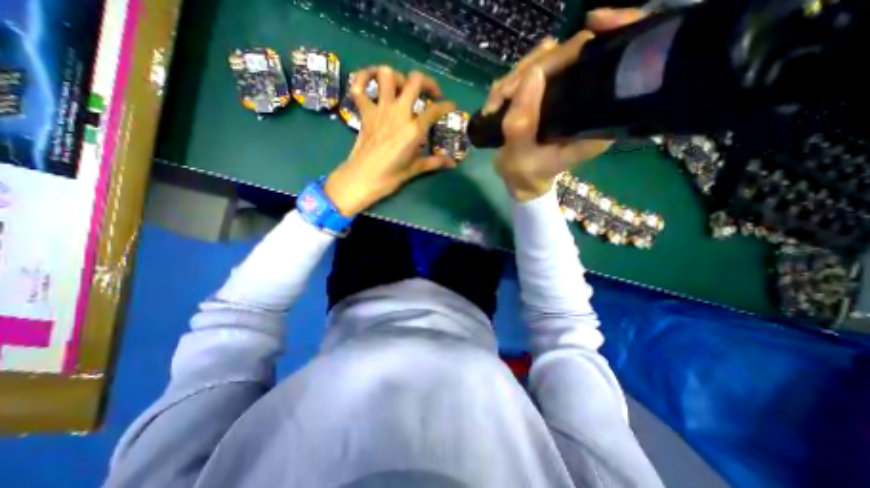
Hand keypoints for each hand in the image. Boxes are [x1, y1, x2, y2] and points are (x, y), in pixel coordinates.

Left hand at [318, 65, 454, 215]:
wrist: (362, 179)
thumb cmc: (390, 177)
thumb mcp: (415, 169)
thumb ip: (435, 162)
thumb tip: (453, 163)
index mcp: (414, 129)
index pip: (435, 110)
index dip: (447, 106)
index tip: (451, 107)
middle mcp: (398, 113)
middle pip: (415, 81)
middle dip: (427, 82)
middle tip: (431, 94)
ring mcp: (379, 110)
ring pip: (387, 75)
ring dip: (398, 77)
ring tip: (404, 89)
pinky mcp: (365, 112)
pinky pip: (358, 86)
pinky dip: (363, 78)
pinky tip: (372, 80)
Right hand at [486, 8, 647, 201]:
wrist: (519, 179)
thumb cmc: (524, 174)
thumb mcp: (520, 156)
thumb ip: (522, 124)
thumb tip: (530, 75)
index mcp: (591, 118)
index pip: (595, 66)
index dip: (573, 51)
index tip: (546, 55)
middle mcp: (585, 99)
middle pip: (566, 56)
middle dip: (529, 71)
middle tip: (503, 95)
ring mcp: (565, 94)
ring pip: (543, 61)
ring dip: (513, 79)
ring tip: (496, 104)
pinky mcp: (548, 94)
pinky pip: (528, 73)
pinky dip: (507, 85)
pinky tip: (496, 103)